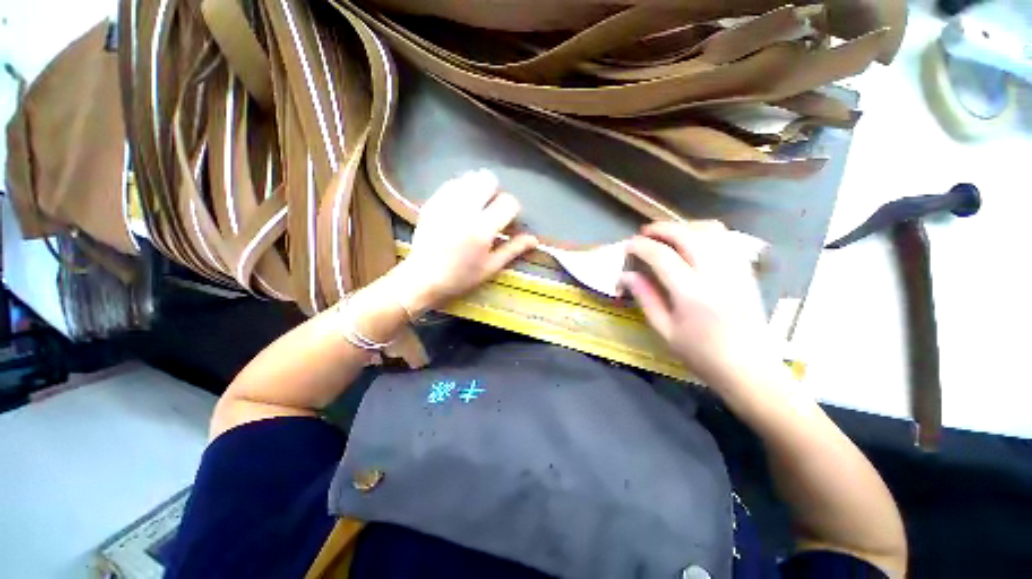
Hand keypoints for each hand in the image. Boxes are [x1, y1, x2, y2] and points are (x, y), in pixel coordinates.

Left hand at [389, 169, 537, 314]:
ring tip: (475, 206)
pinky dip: (461, 190)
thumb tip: (535, 239)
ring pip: (469, 177)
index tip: (507, 222)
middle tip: (491, 210)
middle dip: (495, 192)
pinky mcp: (432, 202)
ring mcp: (446, 203)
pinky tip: (459, 206)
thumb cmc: (460, 278)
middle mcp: (465, 210)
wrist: (423, 278)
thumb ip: (513, 249)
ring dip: (478, 188)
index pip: (508, 202)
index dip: (512, 210)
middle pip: (488, 179)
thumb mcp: (491, 268)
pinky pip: (452, 183)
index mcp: (482, 229)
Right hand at [622, 220, 778, 389]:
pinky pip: (726, 239)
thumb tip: (626, 275)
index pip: (661, 256)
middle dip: (661, 229)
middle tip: (644, 234)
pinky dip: (705, 233)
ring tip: (667, 235)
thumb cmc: (702, 355)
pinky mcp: (747, 271)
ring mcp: (736, 269)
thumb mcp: (665, 331)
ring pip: (710, 230)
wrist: (750, 369)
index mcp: (692, 293)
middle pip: (687, 235)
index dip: (640, 246)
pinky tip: (693, 242)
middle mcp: (716, 274)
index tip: (627, 246)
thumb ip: (645, 298)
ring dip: (684, 226)